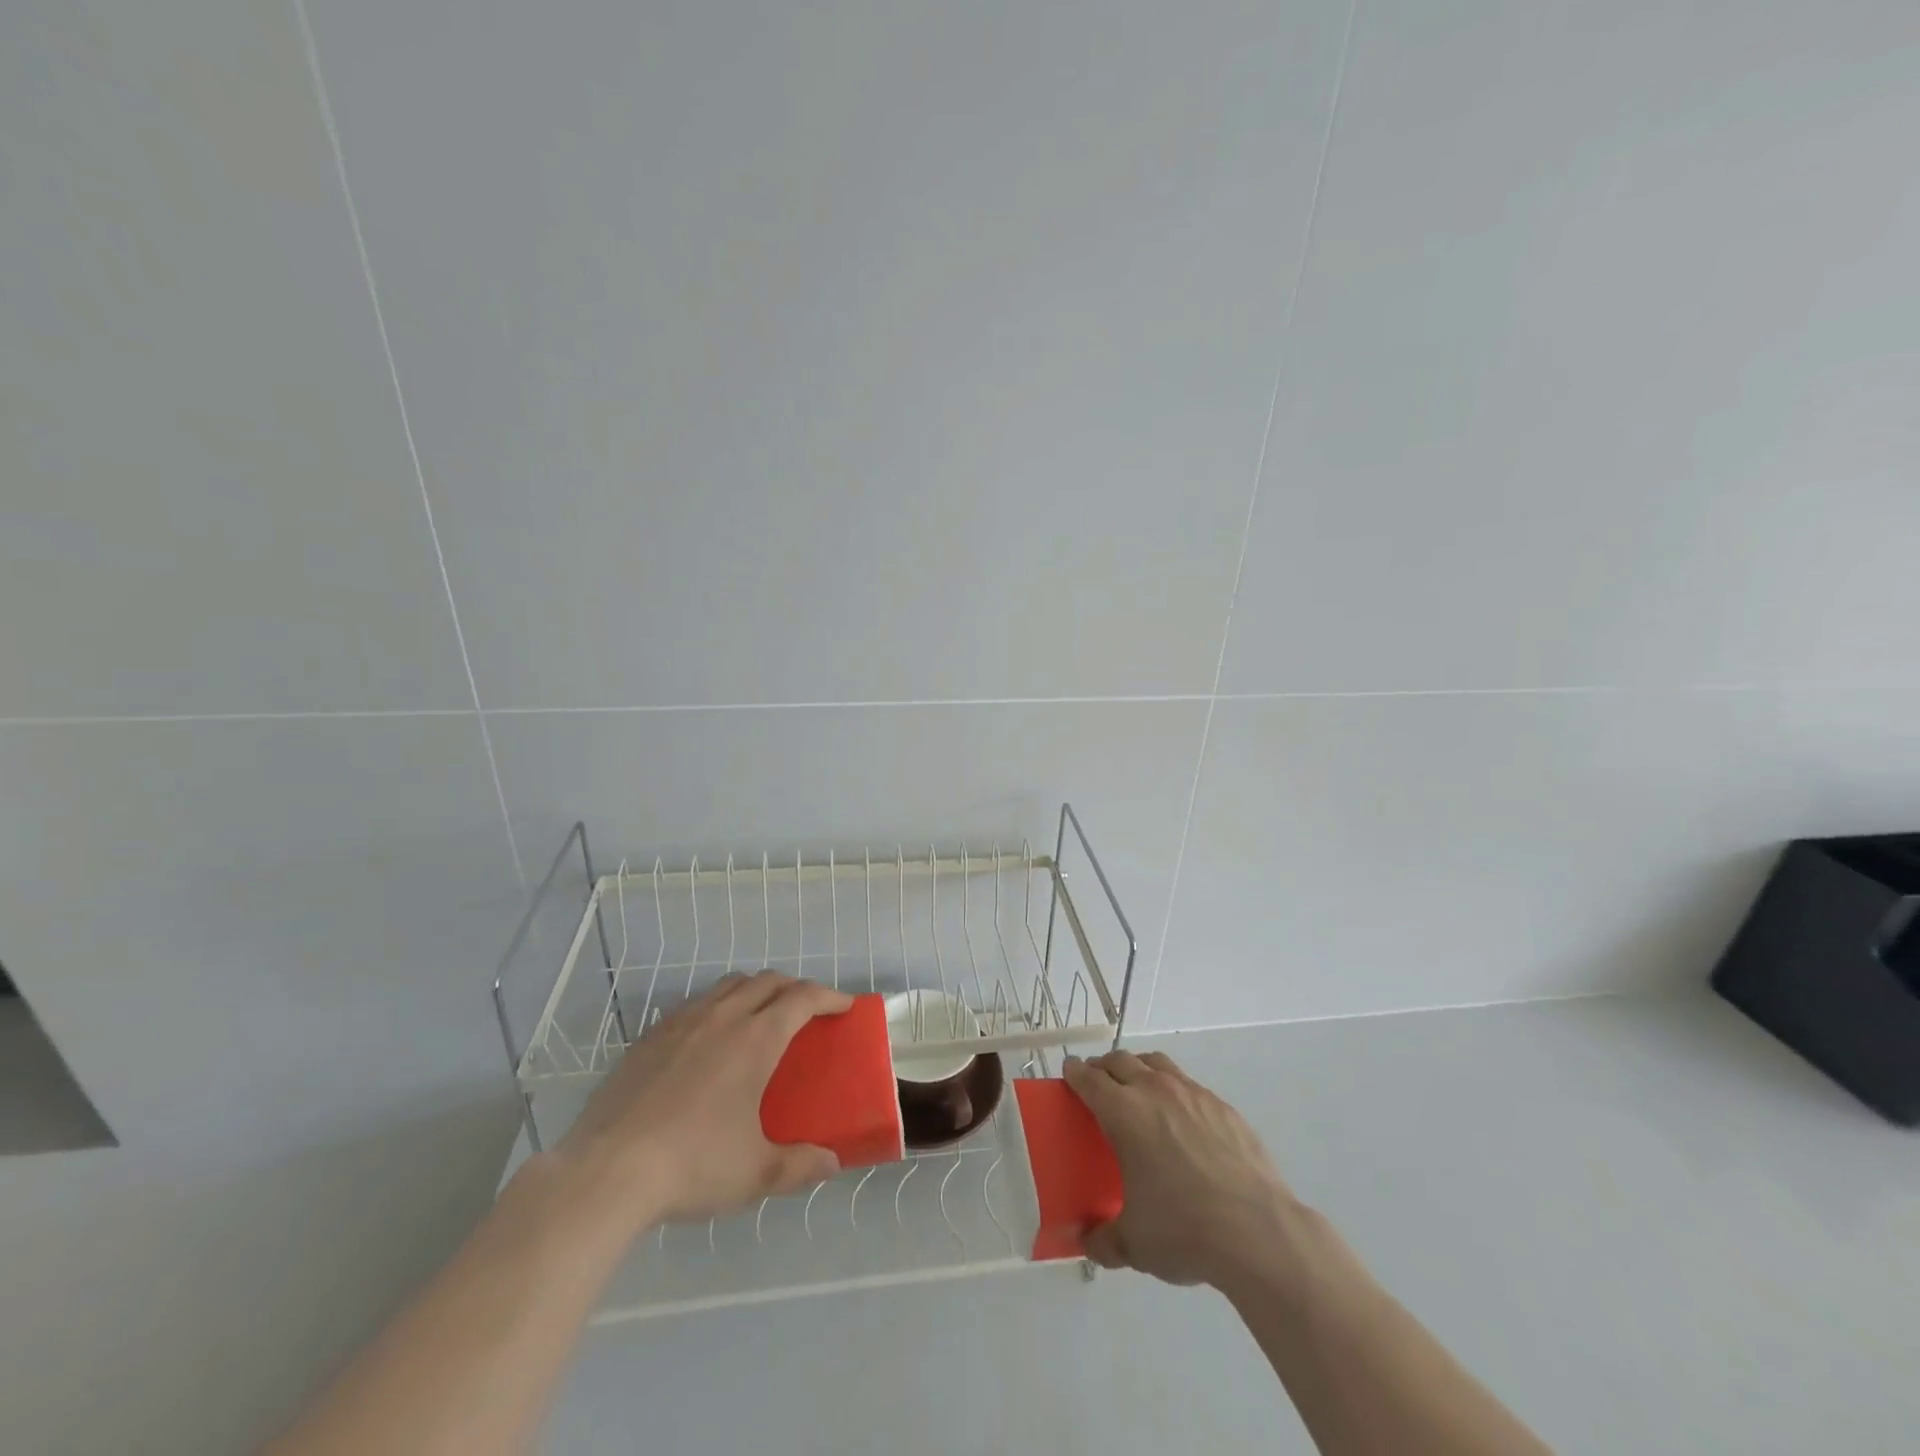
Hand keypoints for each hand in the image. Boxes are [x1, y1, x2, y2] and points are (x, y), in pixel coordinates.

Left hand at [558, 971, 852, 1227]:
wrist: (607, 1171)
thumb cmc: (693, 1166)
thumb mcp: (756, 1174)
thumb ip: (800, 1166)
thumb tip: (831, 1163)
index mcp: (756, 1039)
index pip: (802, 998)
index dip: (829, 997)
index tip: (844, 1006)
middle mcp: (723, 1017)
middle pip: (768, 981)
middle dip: (794, 987)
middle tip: (807, 1010)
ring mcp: (682, 1022)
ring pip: (729, 985)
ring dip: (755, 989)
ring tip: (760, 1015)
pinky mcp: (650, 1036)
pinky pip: (695, 1003)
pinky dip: (717, 1005)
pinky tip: (710, 1036)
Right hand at [1064, 1049, 1298, 1289]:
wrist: (1258, 1232)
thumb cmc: (1184, 1230)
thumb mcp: (1134, 1244)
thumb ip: (1104, 1239)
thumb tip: (1087, 1242)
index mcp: (1124, 1113)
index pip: (1089, 1079)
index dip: (1075, 1073)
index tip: (1070, 1072)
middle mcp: (1155, 1091)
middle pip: (1121, 1061)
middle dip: (1104, 1067)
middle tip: (1098, 1083)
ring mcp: (1193, 1094)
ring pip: (1157, 1064)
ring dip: (1140, 1068)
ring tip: (1138, 1090)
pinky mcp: (1224, 1107)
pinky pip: (1190, 1086)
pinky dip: (1175, 1091)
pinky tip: (1183, 1121)